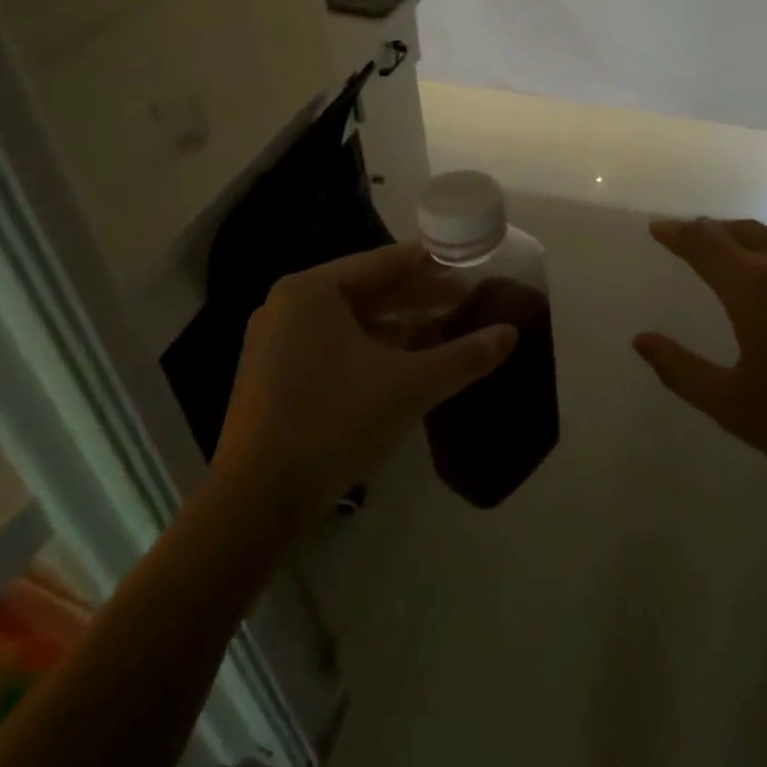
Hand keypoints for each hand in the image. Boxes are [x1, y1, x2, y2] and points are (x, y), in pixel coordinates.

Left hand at [211, 243, 517, 527]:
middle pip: (366, 290)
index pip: (383, 263)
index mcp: (312, 290)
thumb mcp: (408, 386)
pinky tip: (404, 364)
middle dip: (418, 298)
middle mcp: (288, 305)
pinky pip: (332, 345)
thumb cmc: (334, 423)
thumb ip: (462, 357)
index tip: (468, 267)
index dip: (431, 266)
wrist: (255, 502)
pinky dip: (370, 349)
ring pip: (350, 321)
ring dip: (397, 326)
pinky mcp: (273, 376)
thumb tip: (511, 334)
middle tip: (465, 301)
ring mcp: (275, 341)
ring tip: (443, 332)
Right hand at [633, 218, 766, 522]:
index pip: (703, 241)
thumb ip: (680, 369)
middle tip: (702, 243)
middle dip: (717, 232)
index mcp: (755, 287)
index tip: (659, 228)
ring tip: (756, 259)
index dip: (677, 232)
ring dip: (765, 240)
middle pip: (747, 229)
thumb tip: (640, 340)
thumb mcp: (733, 407)